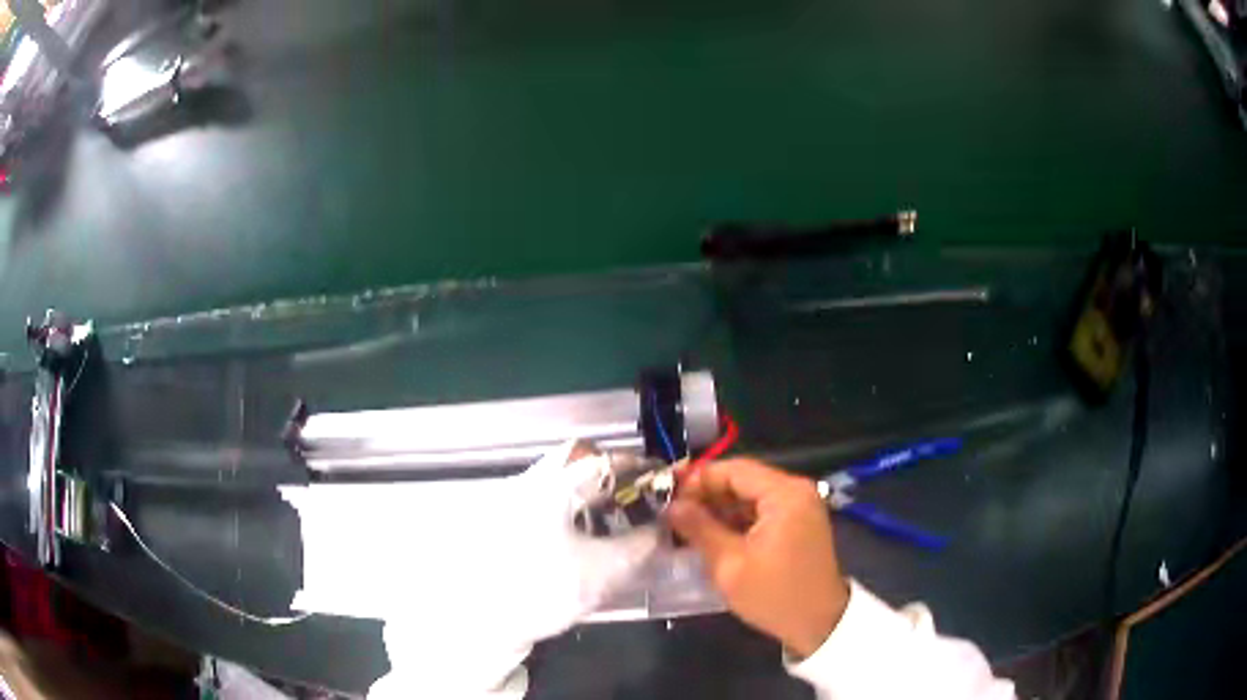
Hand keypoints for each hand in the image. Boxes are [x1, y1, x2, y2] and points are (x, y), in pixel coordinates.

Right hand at [667, 458, 849, 657]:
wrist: (819, 624)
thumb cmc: (775, 595)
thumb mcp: (730, 565)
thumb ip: (699, 529)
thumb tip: (671, 506)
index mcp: (785, 494)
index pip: (733, 469)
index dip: (697, 479)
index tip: (665, 494)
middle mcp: (796, 491)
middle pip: (742, 480)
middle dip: (705, 495)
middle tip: (669, 511)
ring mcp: (799, 507)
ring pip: (748, 496)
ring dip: (718, 508)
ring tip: (683, 525)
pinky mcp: (797, 524)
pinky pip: (760, 512)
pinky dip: (735, 520)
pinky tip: (709, 535)